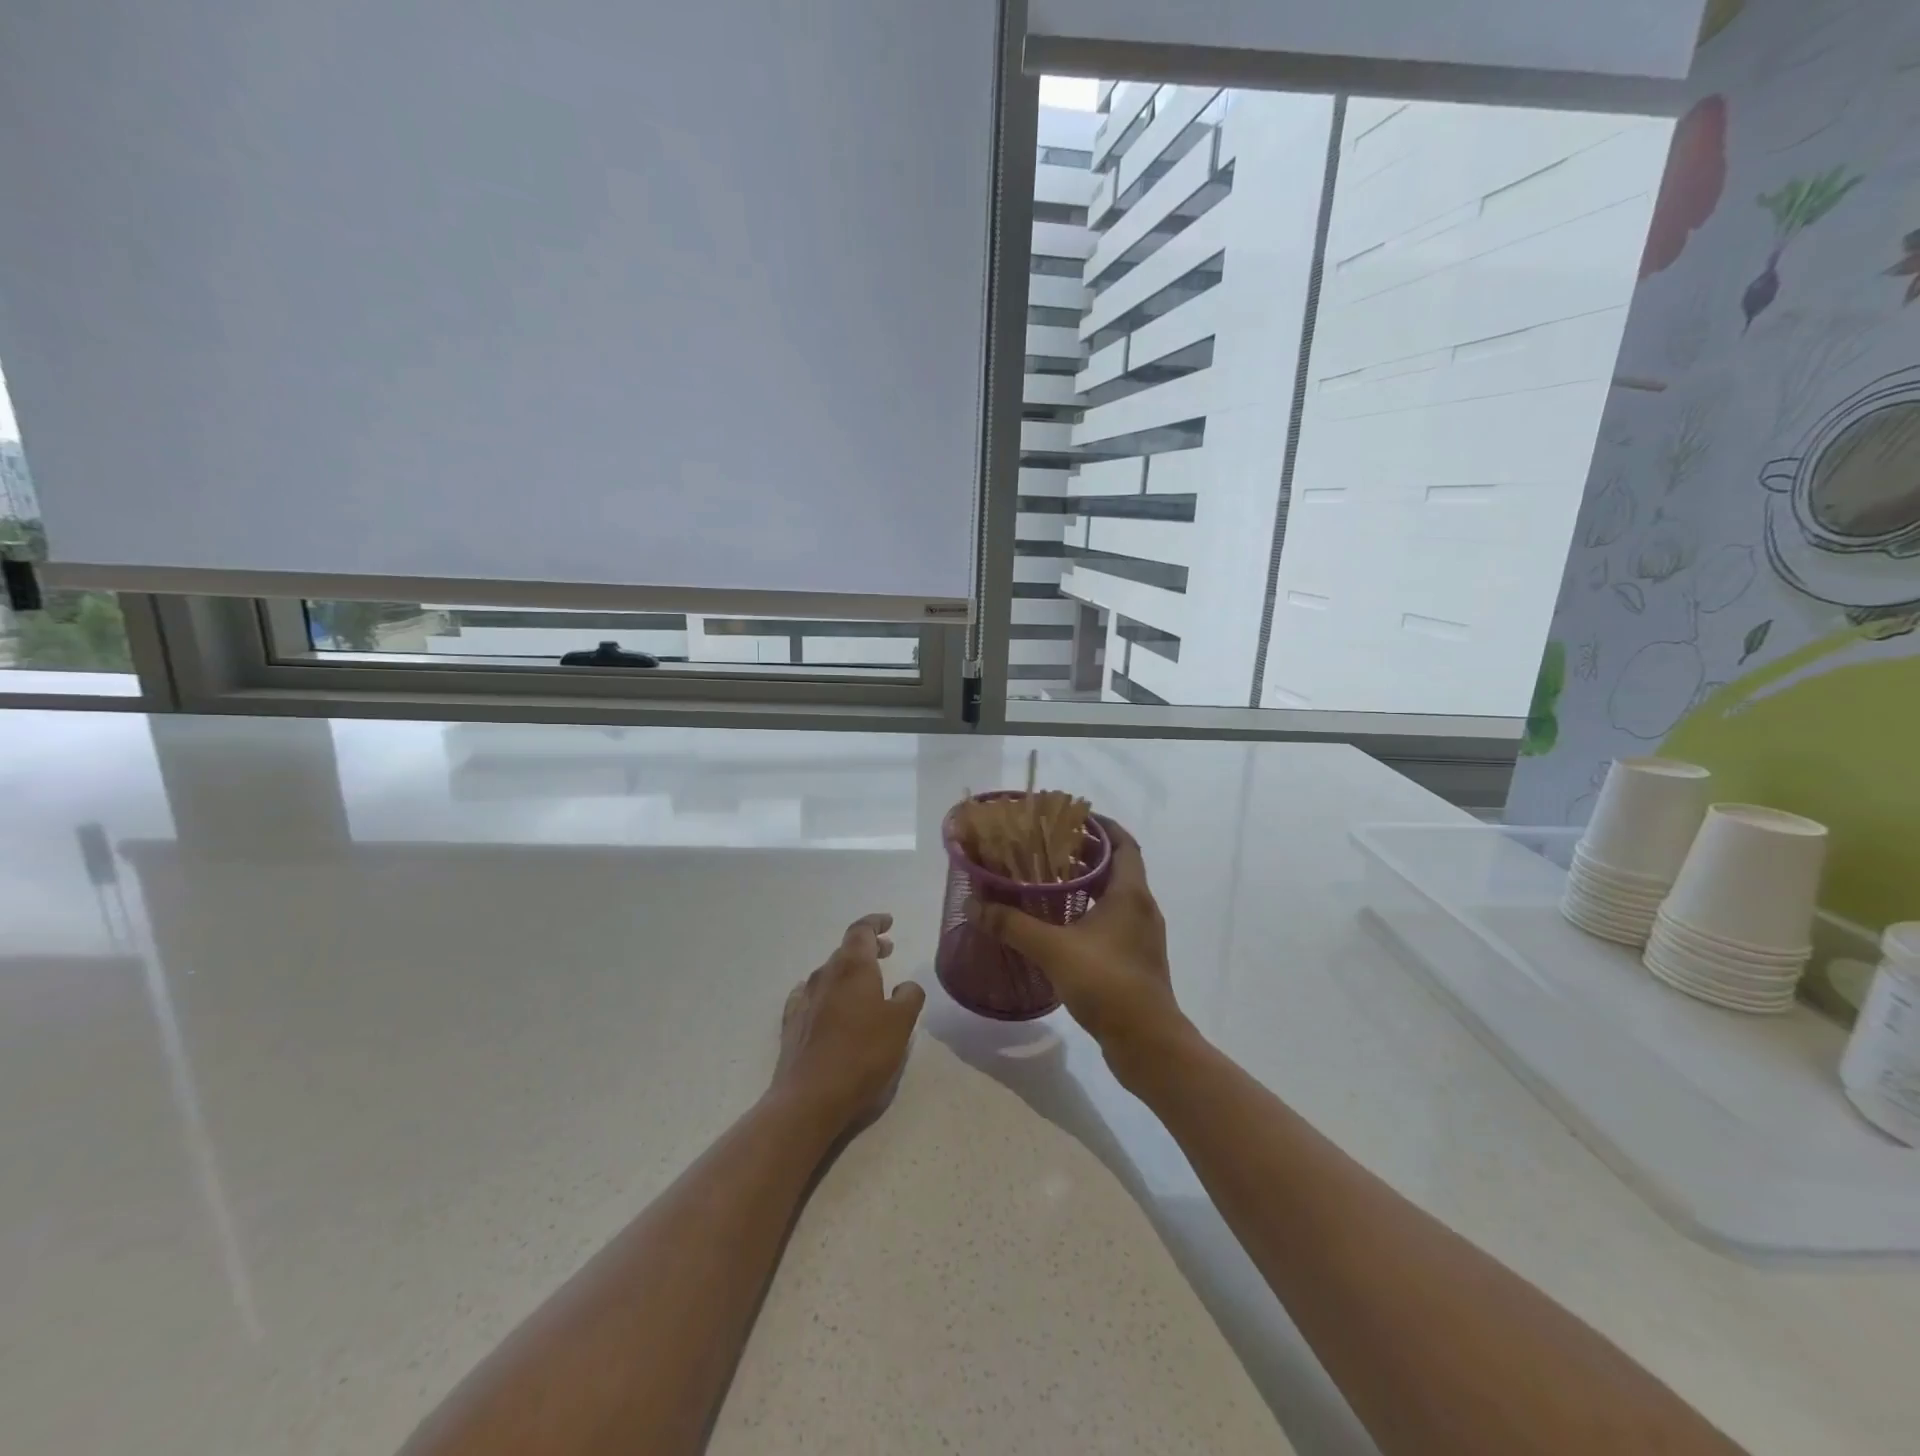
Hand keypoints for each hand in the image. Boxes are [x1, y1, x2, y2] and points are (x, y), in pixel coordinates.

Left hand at [770, 913, 925, 1133]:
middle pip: (846, 950)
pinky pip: (809, 995)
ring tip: (865, 983)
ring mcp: (804, 999)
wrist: (810, 1097)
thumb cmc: (862, 1054)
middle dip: (867, 948)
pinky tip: (825, 1001)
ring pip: (829, 974)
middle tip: (887, 951)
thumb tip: (906, 985)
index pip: (861, 930)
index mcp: (853, 967)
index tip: (889, 922)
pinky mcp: (792, 1024)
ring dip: (848, 972)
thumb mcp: (901, 1024)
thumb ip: (909, 997)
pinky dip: (825, 992)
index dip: (875, 923)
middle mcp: (825, 975)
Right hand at [968, 820, 1192, 1085]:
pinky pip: (1113, 922)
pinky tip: (1061, 926)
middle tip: (1048, 849)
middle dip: (1086, 855)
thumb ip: (1013, 925)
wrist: (1147, 1043)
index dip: (1102, 826)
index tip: (1073, 818)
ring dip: (1088, 886)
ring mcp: (1141, 936)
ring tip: (1049, 883)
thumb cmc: (1107, 983)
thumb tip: (974, 905)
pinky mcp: (1136, 959)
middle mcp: (1142, 908)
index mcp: (1130, 893)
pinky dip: (1090, 913)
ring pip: (1115, 897)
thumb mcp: (1053, 949)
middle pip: (1118, 867)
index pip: (1124, 843)